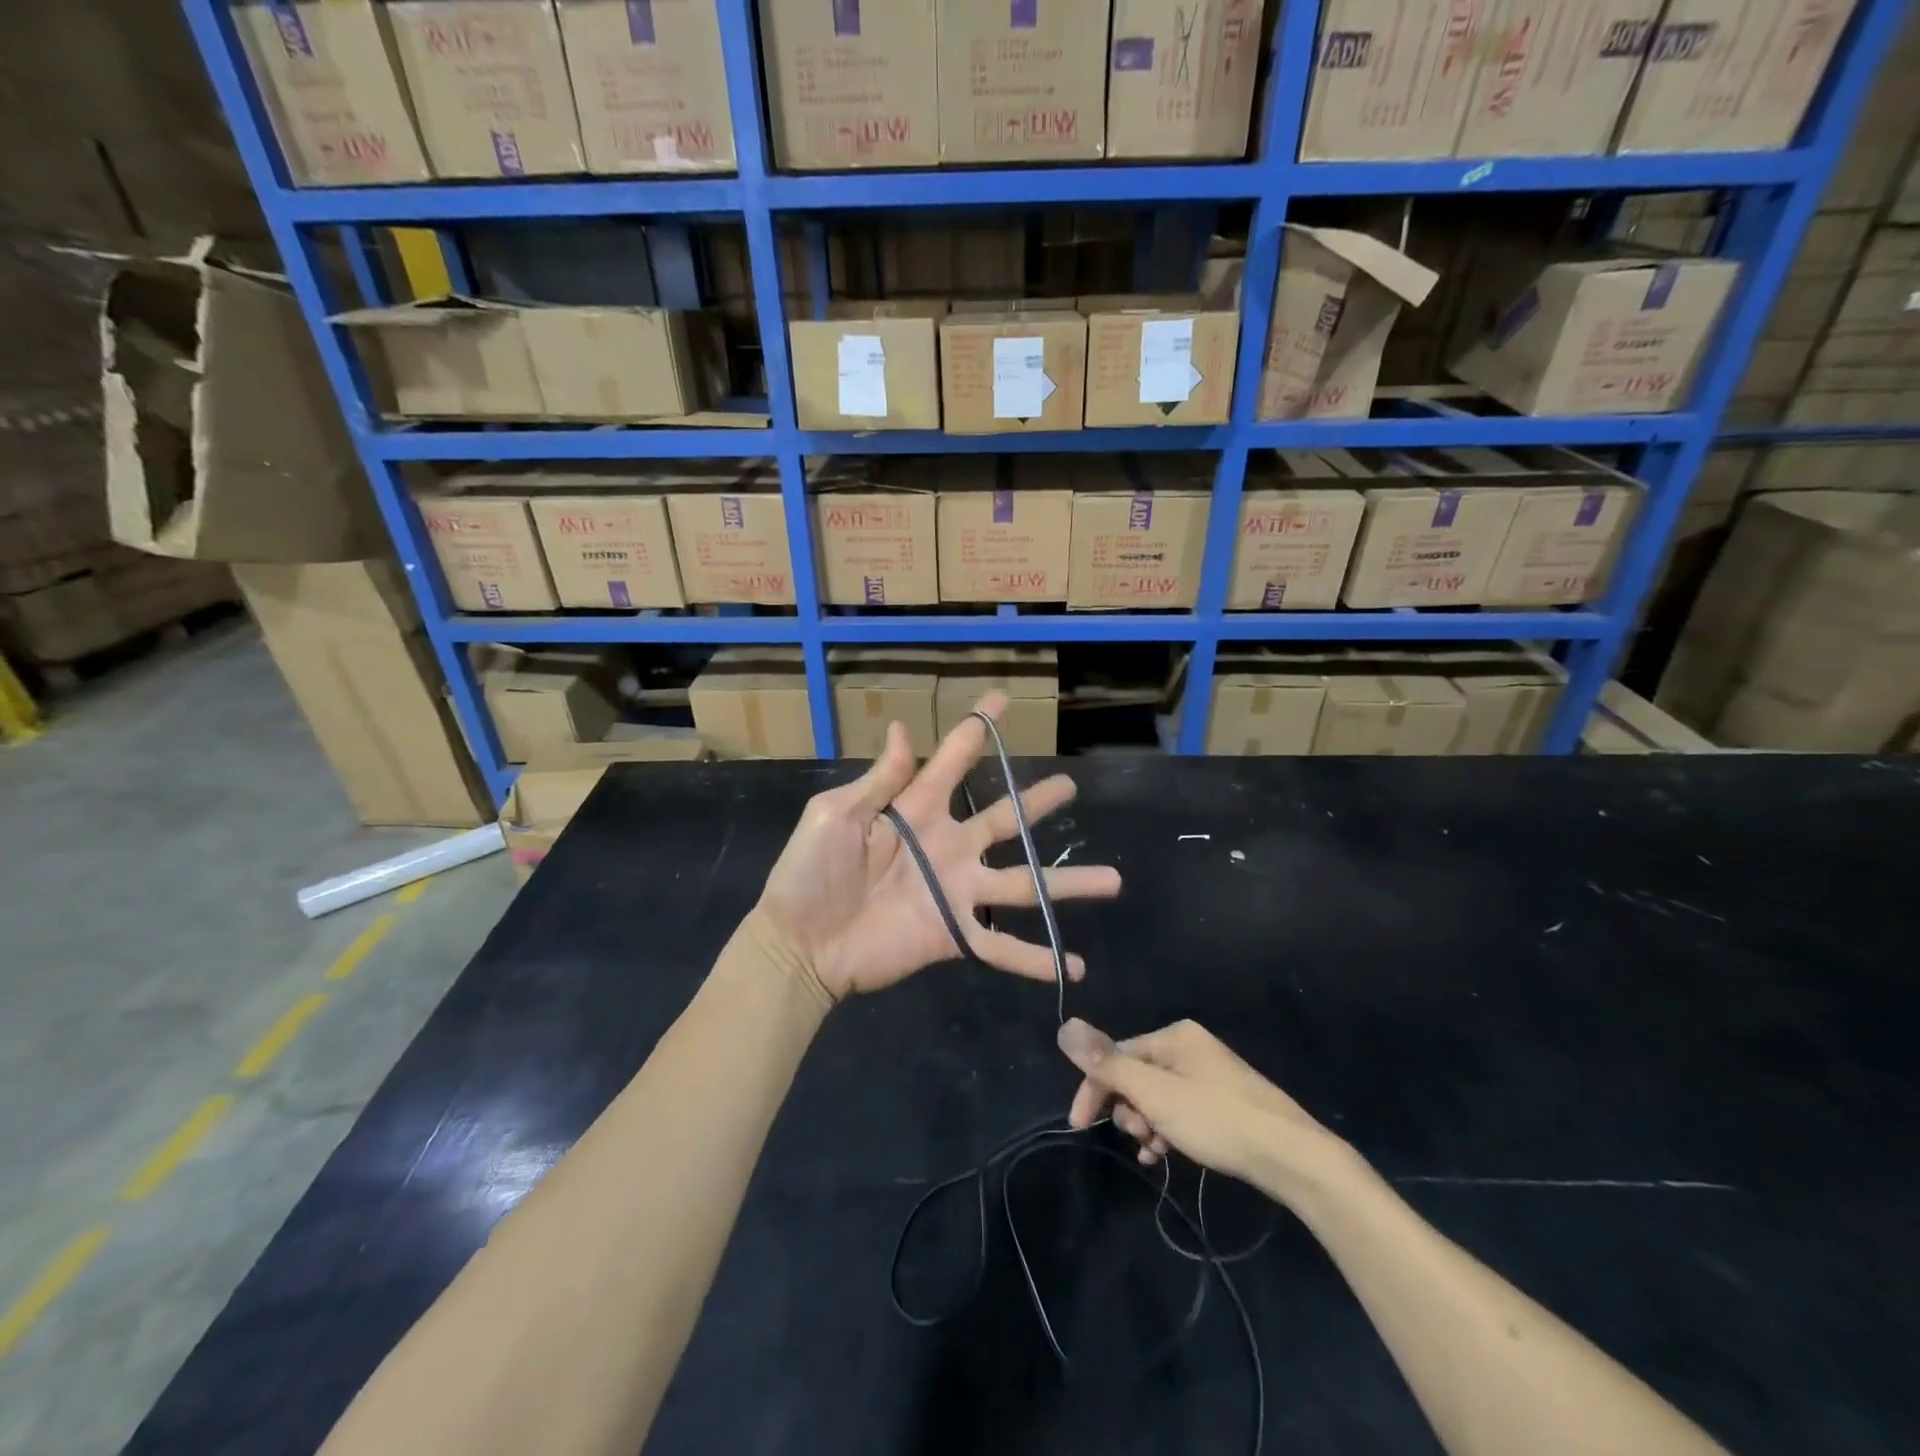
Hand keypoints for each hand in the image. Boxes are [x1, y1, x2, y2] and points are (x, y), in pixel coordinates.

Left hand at [757, 692, 1121, 1000]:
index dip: (977, 729)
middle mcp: (946, 844)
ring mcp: (955, 890)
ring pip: (1023, 882)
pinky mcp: (952, 934)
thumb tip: (901, 727)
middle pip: (1005, 818)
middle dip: (1038, 802)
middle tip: (1071, 786)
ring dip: (1067, 882)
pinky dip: (1036, 957)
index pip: (954, 759)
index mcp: (916, 809)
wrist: (797, 943)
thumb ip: (879, 780)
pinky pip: (1001, 946)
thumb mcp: (835, 814)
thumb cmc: (808, 873)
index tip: (1001, 699)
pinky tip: (1074, 965)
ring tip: (1113, 879)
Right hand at [1057, 1017, 1342, 1189]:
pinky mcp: (1223, 1101)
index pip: (1115, 1055)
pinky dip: (1167, 1129)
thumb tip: (1065, 1027)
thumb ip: (1108, 1064)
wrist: (1291, 1155)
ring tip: (1156, 1150)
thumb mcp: (1155, 1093)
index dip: (1094, 1089)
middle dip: (1128, 1108)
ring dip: (1146, 1123)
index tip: (1080, 1126)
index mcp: (1173, 1036)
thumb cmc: (1216, 1119)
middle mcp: (1189, 1047)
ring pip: (1157, 1096)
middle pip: (1136, 1075)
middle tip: (1138, 1137)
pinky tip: (1166, 1154)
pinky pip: (1179, 1109)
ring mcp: (1209, 1074)